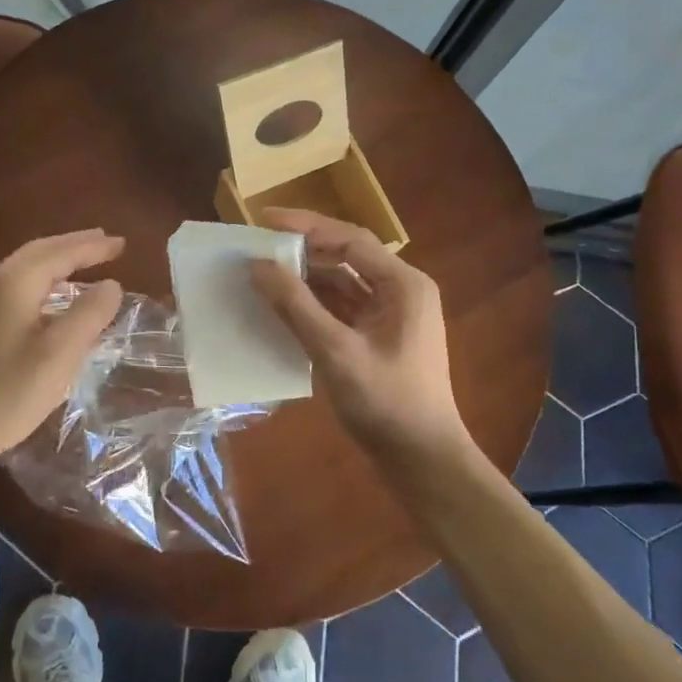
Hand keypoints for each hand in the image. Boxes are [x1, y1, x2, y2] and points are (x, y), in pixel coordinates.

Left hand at [0, 229, 125, 467]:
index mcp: (12, 285)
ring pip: (23, 269)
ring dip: (56, 261)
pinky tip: (50, 299)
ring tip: (83, 263)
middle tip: (105, 243)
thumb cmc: (4, 395)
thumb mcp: (58, 356)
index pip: (59, 253)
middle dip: (73, 245)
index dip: (92, 247)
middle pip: (37, 252)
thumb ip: (88, 315)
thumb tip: (111, 285)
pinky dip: (41, 281)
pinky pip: (13, 287)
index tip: (122, 243)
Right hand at [249, 209, 471, 469]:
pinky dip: (313, 306)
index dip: (306, 225)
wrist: (423, 461)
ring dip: (305, 279)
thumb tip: (258, 266)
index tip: (264, 220)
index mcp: (403, 284)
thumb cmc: (387, 404)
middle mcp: (400, 291)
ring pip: (342, 284)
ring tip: (263, 274)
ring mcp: (390, 316)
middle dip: (303, 251)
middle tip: (259, 246)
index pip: (350, 239)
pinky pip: (341, 309)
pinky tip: (282, 308)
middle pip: (346, 257)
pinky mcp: (378, 338)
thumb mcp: (337, 352)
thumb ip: (297, 306)